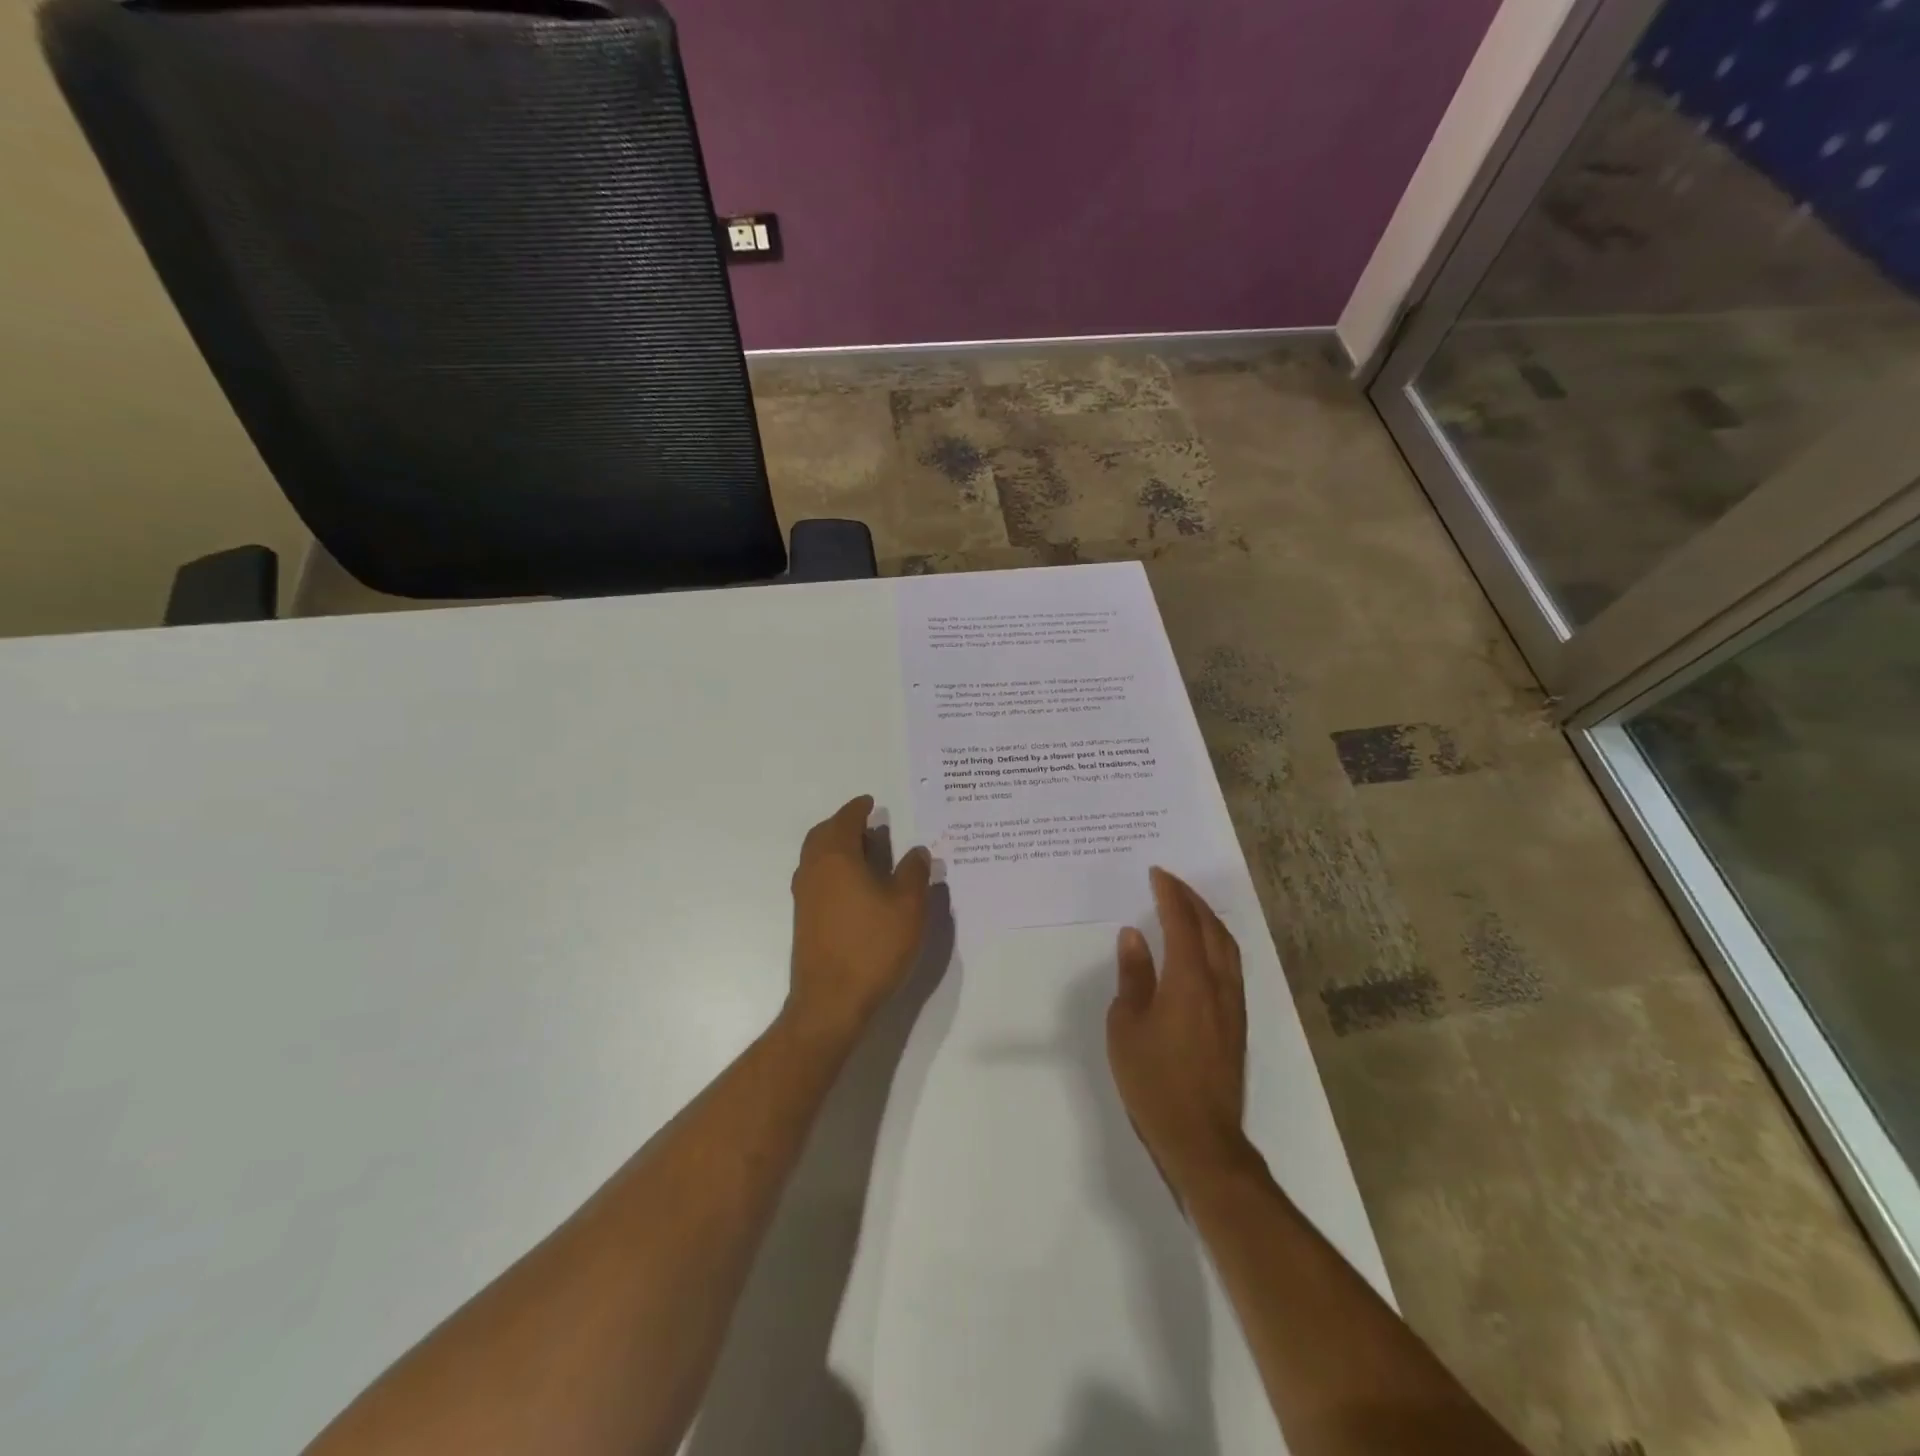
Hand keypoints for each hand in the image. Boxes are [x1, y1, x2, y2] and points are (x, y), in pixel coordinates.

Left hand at [786, 795, 932, 1041]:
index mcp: (836, 856)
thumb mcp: (908, 906)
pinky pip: (817, 878)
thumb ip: (915, 872)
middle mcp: (813, 870)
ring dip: (838, 847)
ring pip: (817, 857)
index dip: (859, 808)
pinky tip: (857, 887)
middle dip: (844, 825)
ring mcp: (804, 896)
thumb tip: (916, 851)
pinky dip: (834, 869)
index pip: (845, 819)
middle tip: (869, 826)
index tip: (871, 803)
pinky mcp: (805, 919)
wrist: (831, 1001)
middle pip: (823, 835)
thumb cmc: (873, 946)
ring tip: (867, 853)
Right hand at [1108, 867, 1255, 1197]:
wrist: (1201, 1138)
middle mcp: (1218, 984)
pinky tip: (1203, 949)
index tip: (1158, 873)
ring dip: (1208, 919)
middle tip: (1171, 881)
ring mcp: (1233, 1005)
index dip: (1170, 894)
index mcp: (1189, 980)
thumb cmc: (1153, 1080)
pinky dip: (1216, 943)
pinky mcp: (1237, 1023)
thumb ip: (1133, 976)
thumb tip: (1135, 937)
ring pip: (1228, 947)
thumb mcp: (1127, 1025)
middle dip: (1192, 899)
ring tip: (1188, 906)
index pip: (1182, 923)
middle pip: (1212, 928)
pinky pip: (1230, 966)